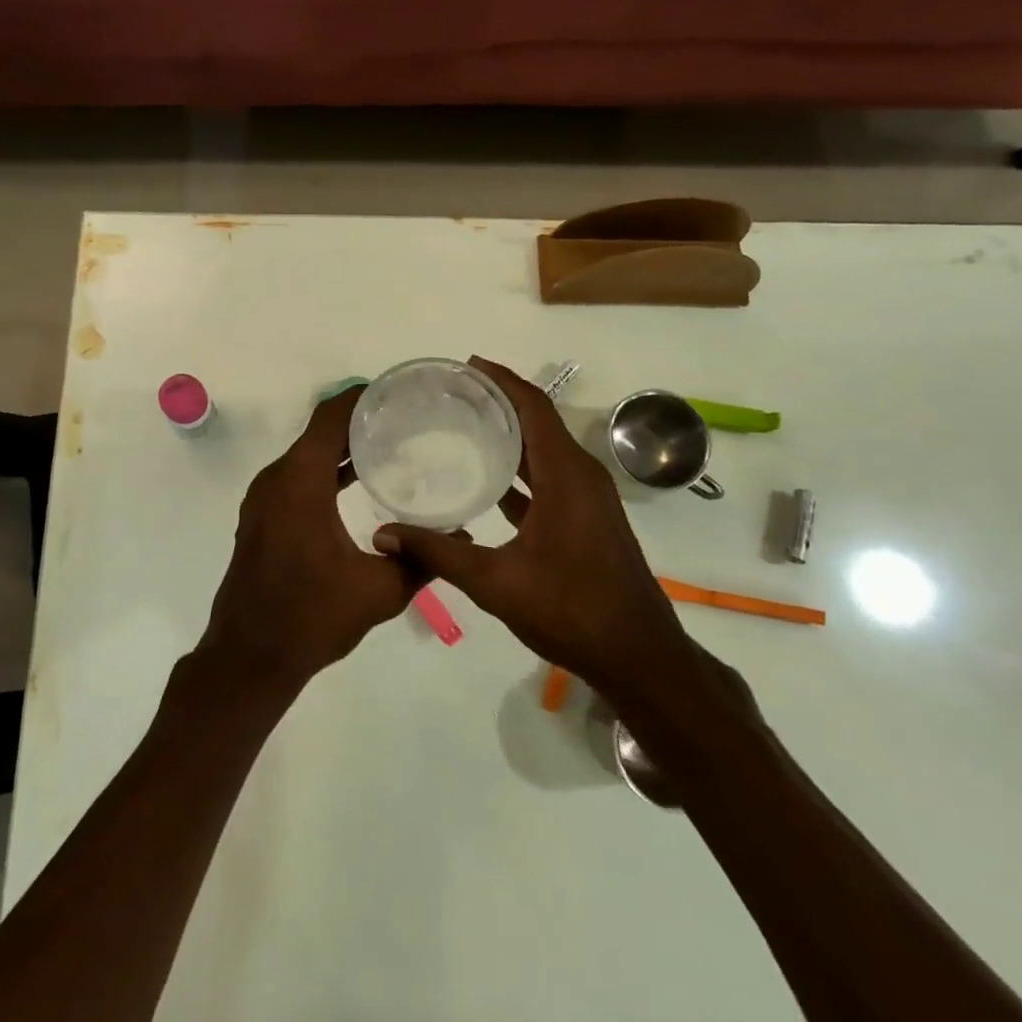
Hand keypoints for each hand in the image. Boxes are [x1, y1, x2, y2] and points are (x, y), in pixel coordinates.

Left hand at [197, 386, 422, 696]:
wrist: (250, 656)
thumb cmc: (311, 616)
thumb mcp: (378, 591)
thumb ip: (422, 559)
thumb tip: (462, 536)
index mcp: (299, 481)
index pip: (330, 417)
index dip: (361, 397)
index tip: (397, 390)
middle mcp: (277, 479)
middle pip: (319, 432)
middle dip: (359, 420)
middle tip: (406, 418)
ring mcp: (264, 498)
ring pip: (306, 455)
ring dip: (341, 447)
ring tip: (389, 445)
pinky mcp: (262, 517)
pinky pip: (296, 477)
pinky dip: (325, 471)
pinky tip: (358, 483)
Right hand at [371, 357, 695, 701]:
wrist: (638, 657)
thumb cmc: (571, 610)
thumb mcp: (496, 582)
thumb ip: (438, 553)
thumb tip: (383, 535)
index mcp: (566, 475)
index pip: (533, 407)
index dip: (502, 380)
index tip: (466, 365)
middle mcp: (581, 475)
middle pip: (539, 421)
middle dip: (499, 400)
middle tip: (453, 393)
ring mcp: (587, 498)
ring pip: (545, 449)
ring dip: (510, 433)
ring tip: (464, 425)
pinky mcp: (587, 518)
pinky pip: (550, 476)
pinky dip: (520, 467)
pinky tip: (487, 480)